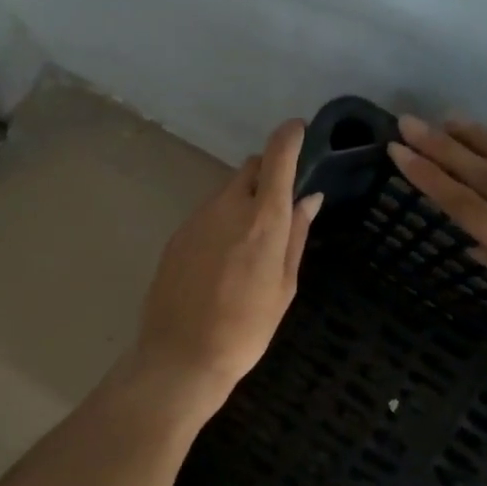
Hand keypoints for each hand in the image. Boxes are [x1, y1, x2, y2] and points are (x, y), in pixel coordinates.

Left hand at [133, 119, 322, 416]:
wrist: (182, 356)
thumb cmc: (247, 328)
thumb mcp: (284, 286)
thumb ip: (296, 235)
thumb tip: (309, 198)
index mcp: (263, 219)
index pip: (277, 157)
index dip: (289, 137)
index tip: (298, 130)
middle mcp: (228, 207)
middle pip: (250, 168)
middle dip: (267, 173)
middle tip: (279, 203)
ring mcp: (197, 219)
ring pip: (227, 192)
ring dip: (244, 200)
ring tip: (251, 242)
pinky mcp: (177, 235)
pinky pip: (207, 214)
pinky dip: (222, 220)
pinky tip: (223, 258)